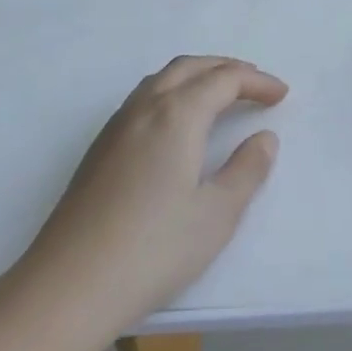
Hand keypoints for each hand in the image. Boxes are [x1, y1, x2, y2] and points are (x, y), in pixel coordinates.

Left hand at [15, 57, 286, 341]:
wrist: (70, 283)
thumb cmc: (154, 249)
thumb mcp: (216, 215)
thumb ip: (246, 171)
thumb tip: (264, 138)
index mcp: (177, 115)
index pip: (223, 79)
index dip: (256, 81)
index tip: (281, 94)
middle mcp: (144, 107)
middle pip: (190, 67)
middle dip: (226, 68)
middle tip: (256, 85)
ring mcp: (116, 126)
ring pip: (161, 79)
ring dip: (196, 76)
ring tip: (221, 96)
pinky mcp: (99, 147)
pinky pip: (143, 98)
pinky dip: (171, 92)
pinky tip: (176, 123)